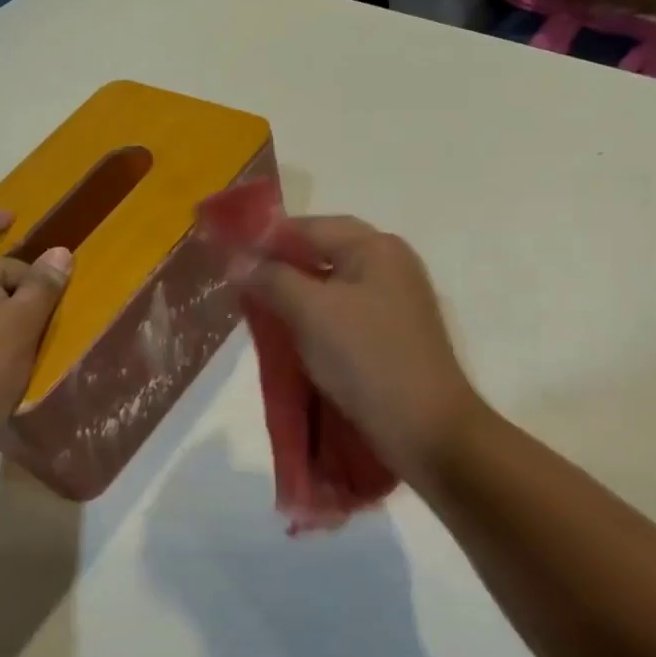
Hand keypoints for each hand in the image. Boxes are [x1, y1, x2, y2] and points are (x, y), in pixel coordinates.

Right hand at [244, 216, 485, 484]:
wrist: (427, 430)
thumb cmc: (366, 359)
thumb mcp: (310, 312)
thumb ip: (271, 279)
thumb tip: (237, 260)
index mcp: (375, 247)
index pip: (308, 226)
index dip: (265, 240)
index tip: (228, 263)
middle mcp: (389, 265)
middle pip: (321, 253)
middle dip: (279, 269)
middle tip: (242, 289)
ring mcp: (394, 301)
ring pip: (331, 286)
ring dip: (295, 297)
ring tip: (262, 315)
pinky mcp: (392, 335)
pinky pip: (343, 314)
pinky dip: (315, 320)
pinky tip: (293, 339)